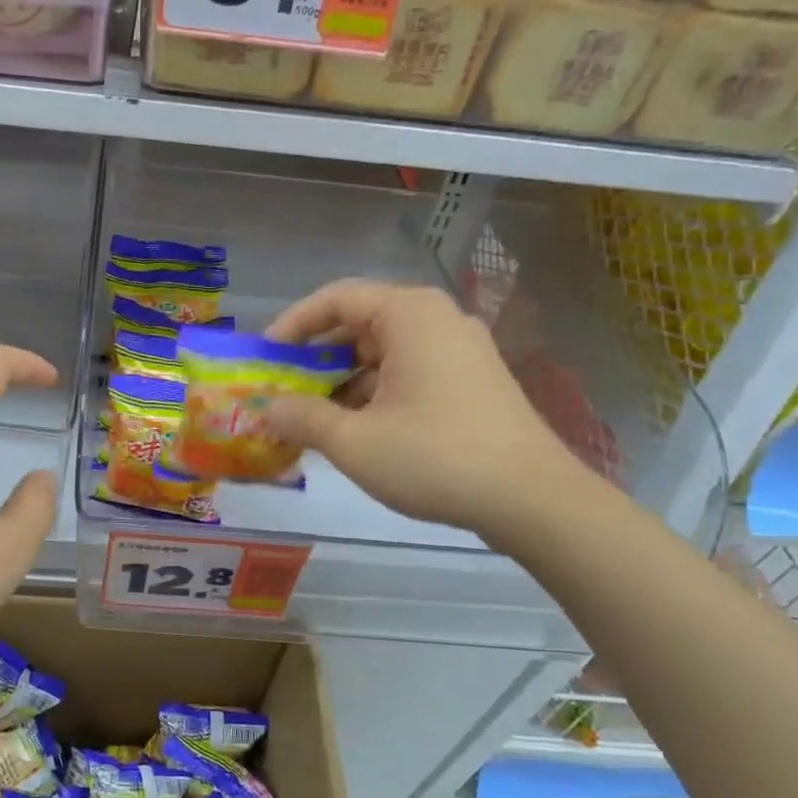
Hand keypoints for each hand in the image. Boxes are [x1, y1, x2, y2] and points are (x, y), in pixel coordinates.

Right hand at [264, 280, 589, 535]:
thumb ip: (302, 418)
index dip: (294, 324)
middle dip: (317, 358)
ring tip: (314, 419)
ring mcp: (461, 350)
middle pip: (360, 324)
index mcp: (409, 315)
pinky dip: (376, 393)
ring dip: (344, 381)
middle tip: (285, 390)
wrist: (532, 499)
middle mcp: (437, 319)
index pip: (336, 298)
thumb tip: (269, 409)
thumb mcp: (354, 441)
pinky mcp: (473, 380)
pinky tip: (358, 431)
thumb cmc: (435, 457)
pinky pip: (410, 372)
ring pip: (385, 352)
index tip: (266, 356)